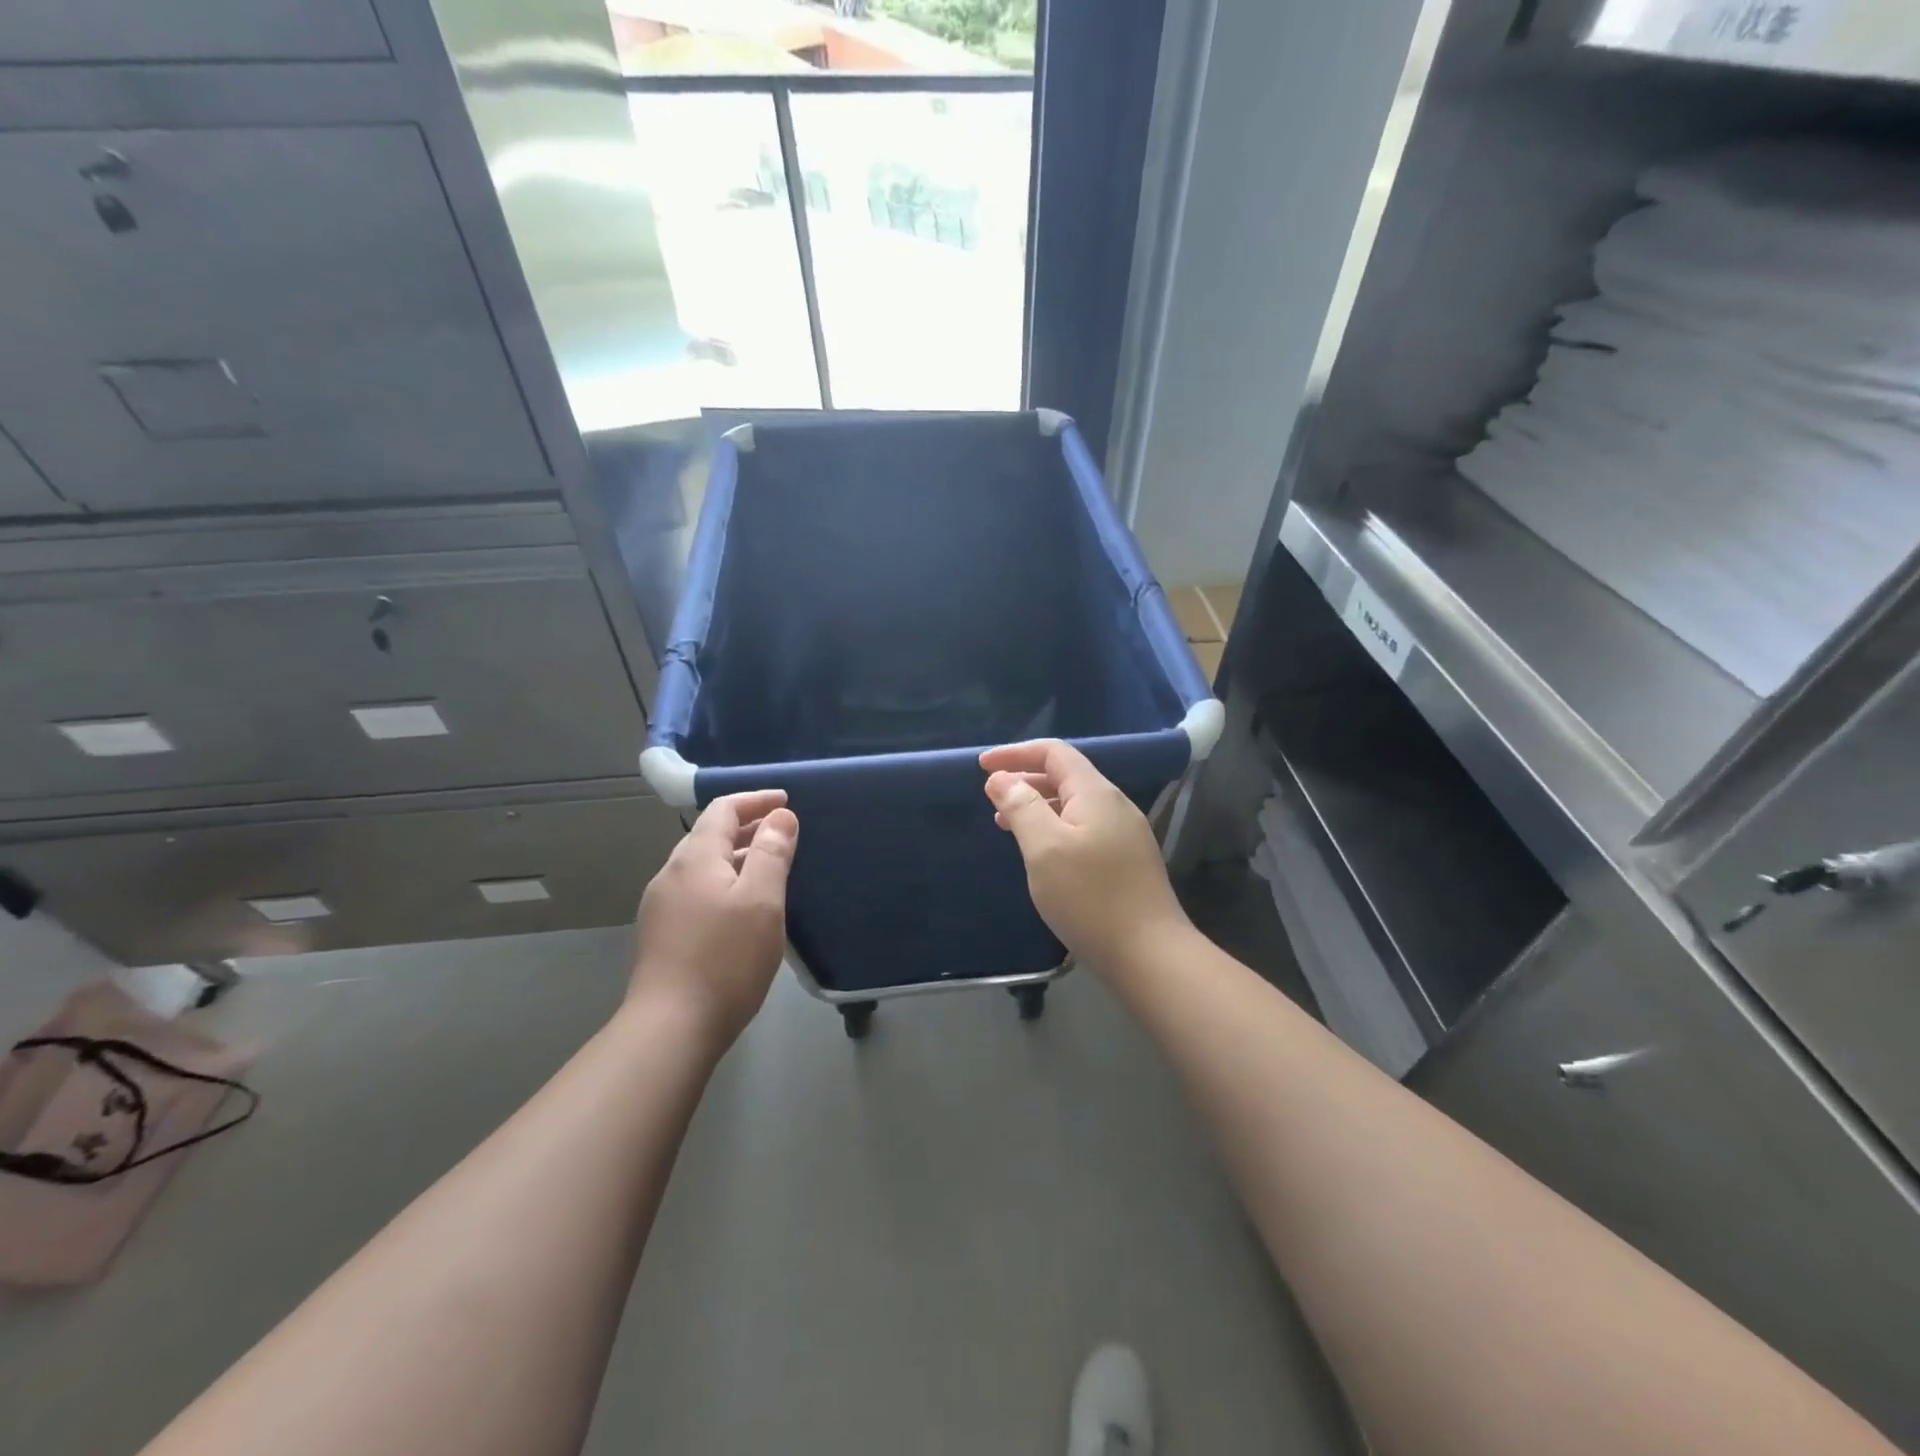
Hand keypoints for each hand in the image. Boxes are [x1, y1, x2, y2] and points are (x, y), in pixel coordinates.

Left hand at [630, 790, 797, 1051]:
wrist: (671, 1028)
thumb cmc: (725, 959)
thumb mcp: (761, 901)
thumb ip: (771, 853)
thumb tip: (780, 816)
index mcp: (694, 858)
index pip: (723, 809)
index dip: (756, 800)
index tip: (786, 802)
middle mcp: (671, 874)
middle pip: (710, 835)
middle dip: (748, 828)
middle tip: (784, 835)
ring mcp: (661, 906)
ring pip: (704, 866)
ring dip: (737, 858)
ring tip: (770, 870)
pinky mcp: (662, 934)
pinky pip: (698, 891)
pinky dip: (725, 883)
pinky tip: (743, 908)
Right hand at [980, 740, 1188, 972]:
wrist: (1150, 955)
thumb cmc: (1090, 898)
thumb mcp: (1045, 849)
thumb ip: (1021, 807)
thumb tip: (1001, 779)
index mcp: (1096, 794)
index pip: (1054, 753)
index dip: (1016, 753)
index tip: (983, 765)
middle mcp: (1115, 805)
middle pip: (1066, 776)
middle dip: (1025, 779)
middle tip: (991, 795)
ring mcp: (1125, 834)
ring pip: (1074, 805)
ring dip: (1038, 806)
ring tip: (1006, 823)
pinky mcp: (1127, 860)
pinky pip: (1084, 828)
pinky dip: (1055, 827)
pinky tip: (1041, 852)